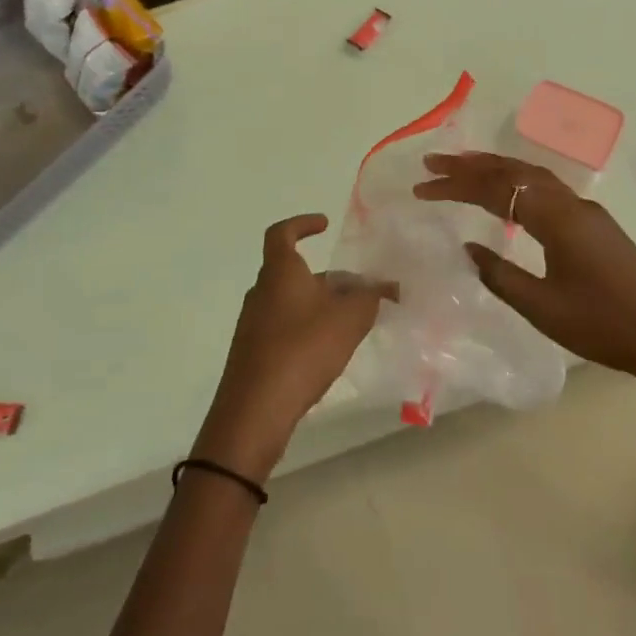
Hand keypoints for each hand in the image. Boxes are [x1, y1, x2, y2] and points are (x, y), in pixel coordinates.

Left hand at [194, 215, 388, 483]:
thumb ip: (369, 297)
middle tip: (359, 291)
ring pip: (292, 302)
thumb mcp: (348, 319)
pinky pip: (285, 328)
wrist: (254, 411)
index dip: (302, 224)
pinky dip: (308, 330)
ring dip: (320, 306)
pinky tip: (329, 352)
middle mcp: (261, 292)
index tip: (324, 225)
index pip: (282, 233)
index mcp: (280, 273)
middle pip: (294, 272)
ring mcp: (253, 325)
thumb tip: (382, 286)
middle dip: (328, 278)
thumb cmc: (302, 350)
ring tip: (352, 323)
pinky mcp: (254, 354)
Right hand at [413, 153, 635, 413]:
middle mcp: (571, 204)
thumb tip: (467, 248)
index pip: (496, 190)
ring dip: (495, 169)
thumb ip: (500, 275)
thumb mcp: (543, 308)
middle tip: (432, 163)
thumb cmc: (605, 325)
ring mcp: (586, 211)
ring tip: (461, 169)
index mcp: (557, 219)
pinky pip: (546, 189)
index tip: (422, 187)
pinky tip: (507, 195)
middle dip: (471, 165)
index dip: (456, 186)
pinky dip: (517, 182)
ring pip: (533, 176)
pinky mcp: (594, 224)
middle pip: (514, 171)